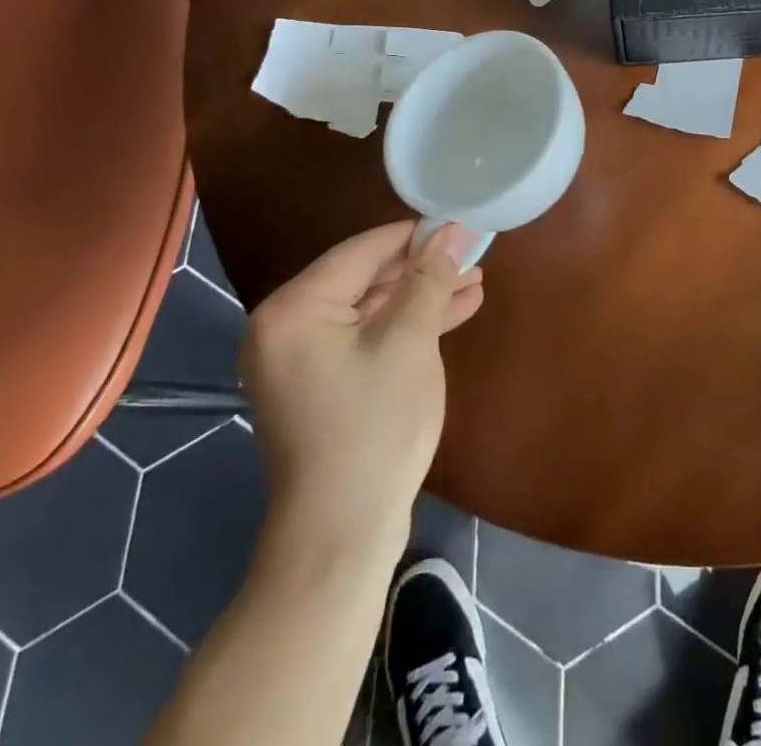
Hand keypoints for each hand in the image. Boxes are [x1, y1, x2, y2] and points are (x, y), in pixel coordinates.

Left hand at [240, 221, 484, 553]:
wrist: (341, 536)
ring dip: (421, 298)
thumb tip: (451, 230)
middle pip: (365, 279)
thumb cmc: (373, 426)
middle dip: (423, 269)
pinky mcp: (320, 385)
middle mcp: (286, 327)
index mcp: (293, 308)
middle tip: (473, 254)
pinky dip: (405, 328)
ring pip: (370, 310)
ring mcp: (300, 360)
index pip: (362, 251)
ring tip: (474, 281)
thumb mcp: (409, 341)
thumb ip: (429, 279)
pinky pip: (366, 339)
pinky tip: (453, 314)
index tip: (460, 224)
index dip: (415, 235)